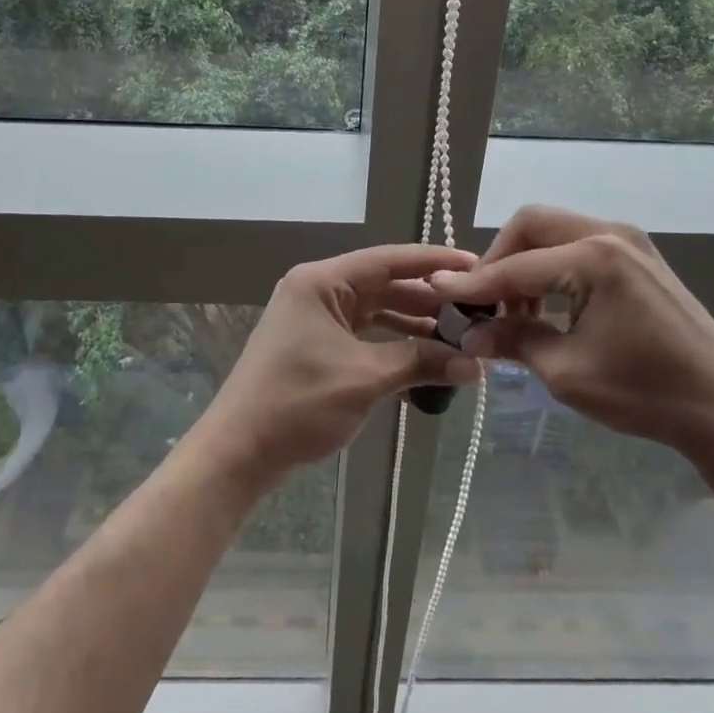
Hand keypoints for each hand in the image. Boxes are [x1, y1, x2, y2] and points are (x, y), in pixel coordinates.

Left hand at [199, 243, 484, 487]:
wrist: (238, 452)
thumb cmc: (298, 403)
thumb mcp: (365, 378)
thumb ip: (420, 362)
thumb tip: (473, 365)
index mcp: (321, 282)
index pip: (388, 260)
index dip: (434, 262)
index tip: (475, 265)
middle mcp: (317, 291)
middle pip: (383, 284)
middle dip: (428, 299)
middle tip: (474, 310)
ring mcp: (313, 319)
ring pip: (375, 311)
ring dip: (412, 324)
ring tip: (457, 337)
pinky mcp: (314, 345)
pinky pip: (362, 334)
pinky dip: (391, 345)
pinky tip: (423, 361)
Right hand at [428, 205, 713, 461]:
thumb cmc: (645, 393)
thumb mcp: (567, 372)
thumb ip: (514, 342)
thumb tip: (469, 334)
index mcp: (594, 258)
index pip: (516, 266)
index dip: (474, 284)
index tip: (438, 292)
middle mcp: (610, 233)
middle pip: (532, 224)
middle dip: (499, 259)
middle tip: (484, 302)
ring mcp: (629, 240)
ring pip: (554, 231)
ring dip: (526, 263)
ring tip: (517, 313)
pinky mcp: (639, 255)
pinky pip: (578, 244)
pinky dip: (553, 267)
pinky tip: (549, 306)